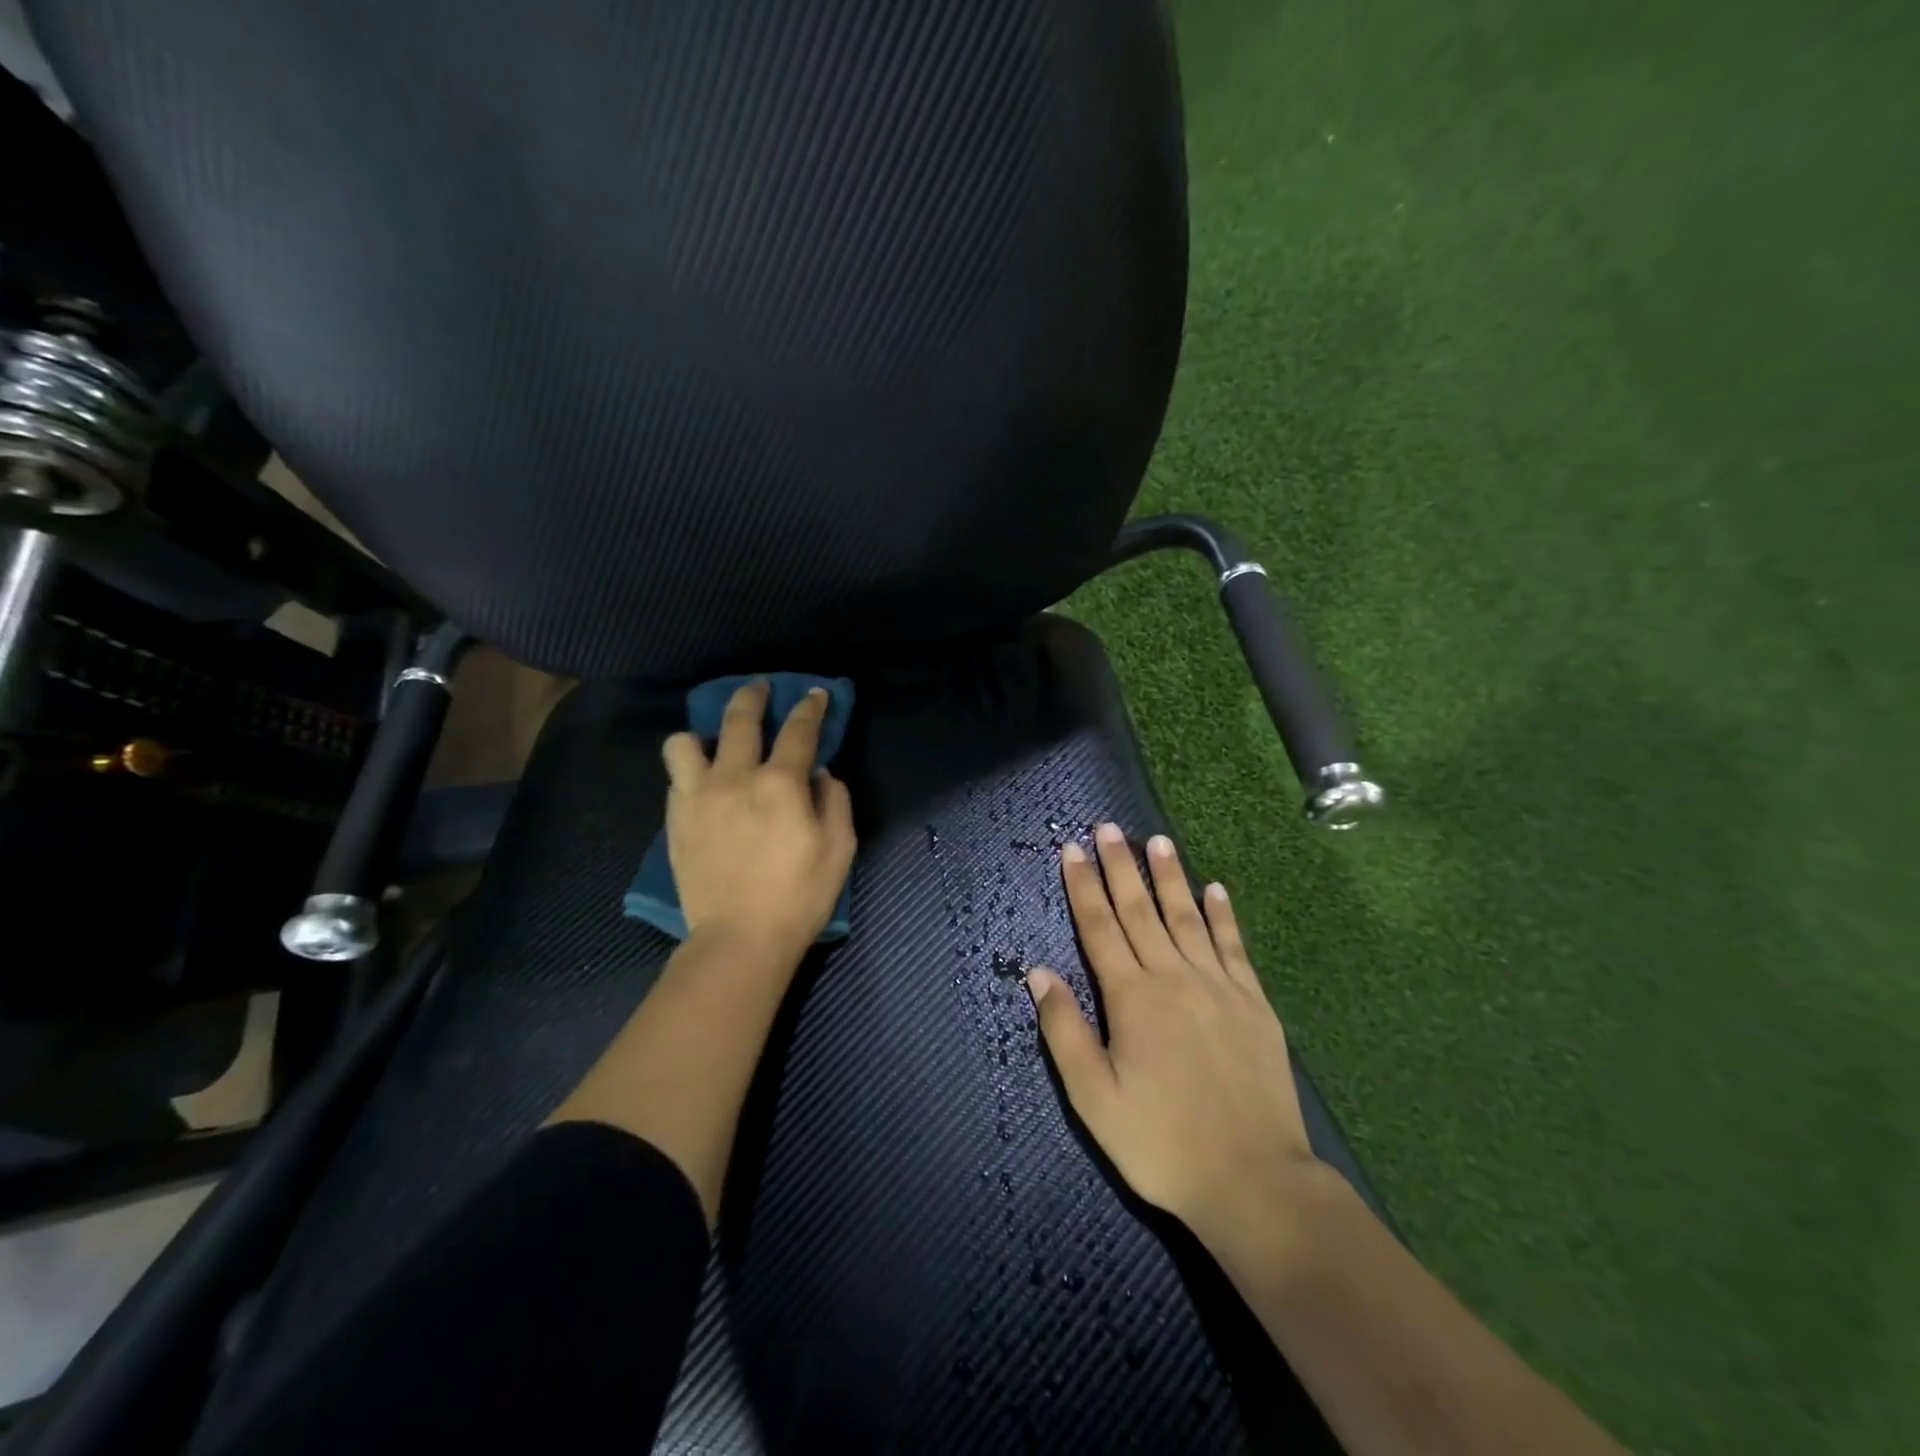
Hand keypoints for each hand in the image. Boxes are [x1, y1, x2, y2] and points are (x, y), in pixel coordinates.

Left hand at [661, 680, 855, 958]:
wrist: (739, 939)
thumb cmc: (799, 896)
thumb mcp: (839, 849)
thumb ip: (834, 802)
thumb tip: (820, 777)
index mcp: (781, 784)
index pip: (799, 730)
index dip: (810, 707)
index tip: (815, 693)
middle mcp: (735, 778)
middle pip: (740, 719)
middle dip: (753, 696)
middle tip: (760, 688)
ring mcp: (698, 797)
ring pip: (685, 743)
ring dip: (703, 734)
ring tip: (714, 744)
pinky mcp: (675, 821)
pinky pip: (675, 778)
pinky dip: (691, 770)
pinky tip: (703, 782)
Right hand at [1027, 823, 1325, 1262]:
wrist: (1254, 1180)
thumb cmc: (1162, 1144)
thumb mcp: (1095, 1098)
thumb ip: (1065, 1030)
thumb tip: (1038, 973)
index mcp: (1131, 997)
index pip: (1099, 927)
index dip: (1082, 886)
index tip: (1071, 849)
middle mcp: (1173, 977)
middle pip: (1140, 910)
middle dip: (1120, 866)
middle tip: (1108, 828)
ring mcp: (1218, 986)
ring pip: (1186, 917)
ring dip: (1169, 876)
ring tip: (1158, 840)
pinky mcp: (1253, 1002)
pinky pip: (1233, 946)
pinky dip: (1222, 915)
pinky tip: (1215, 889)